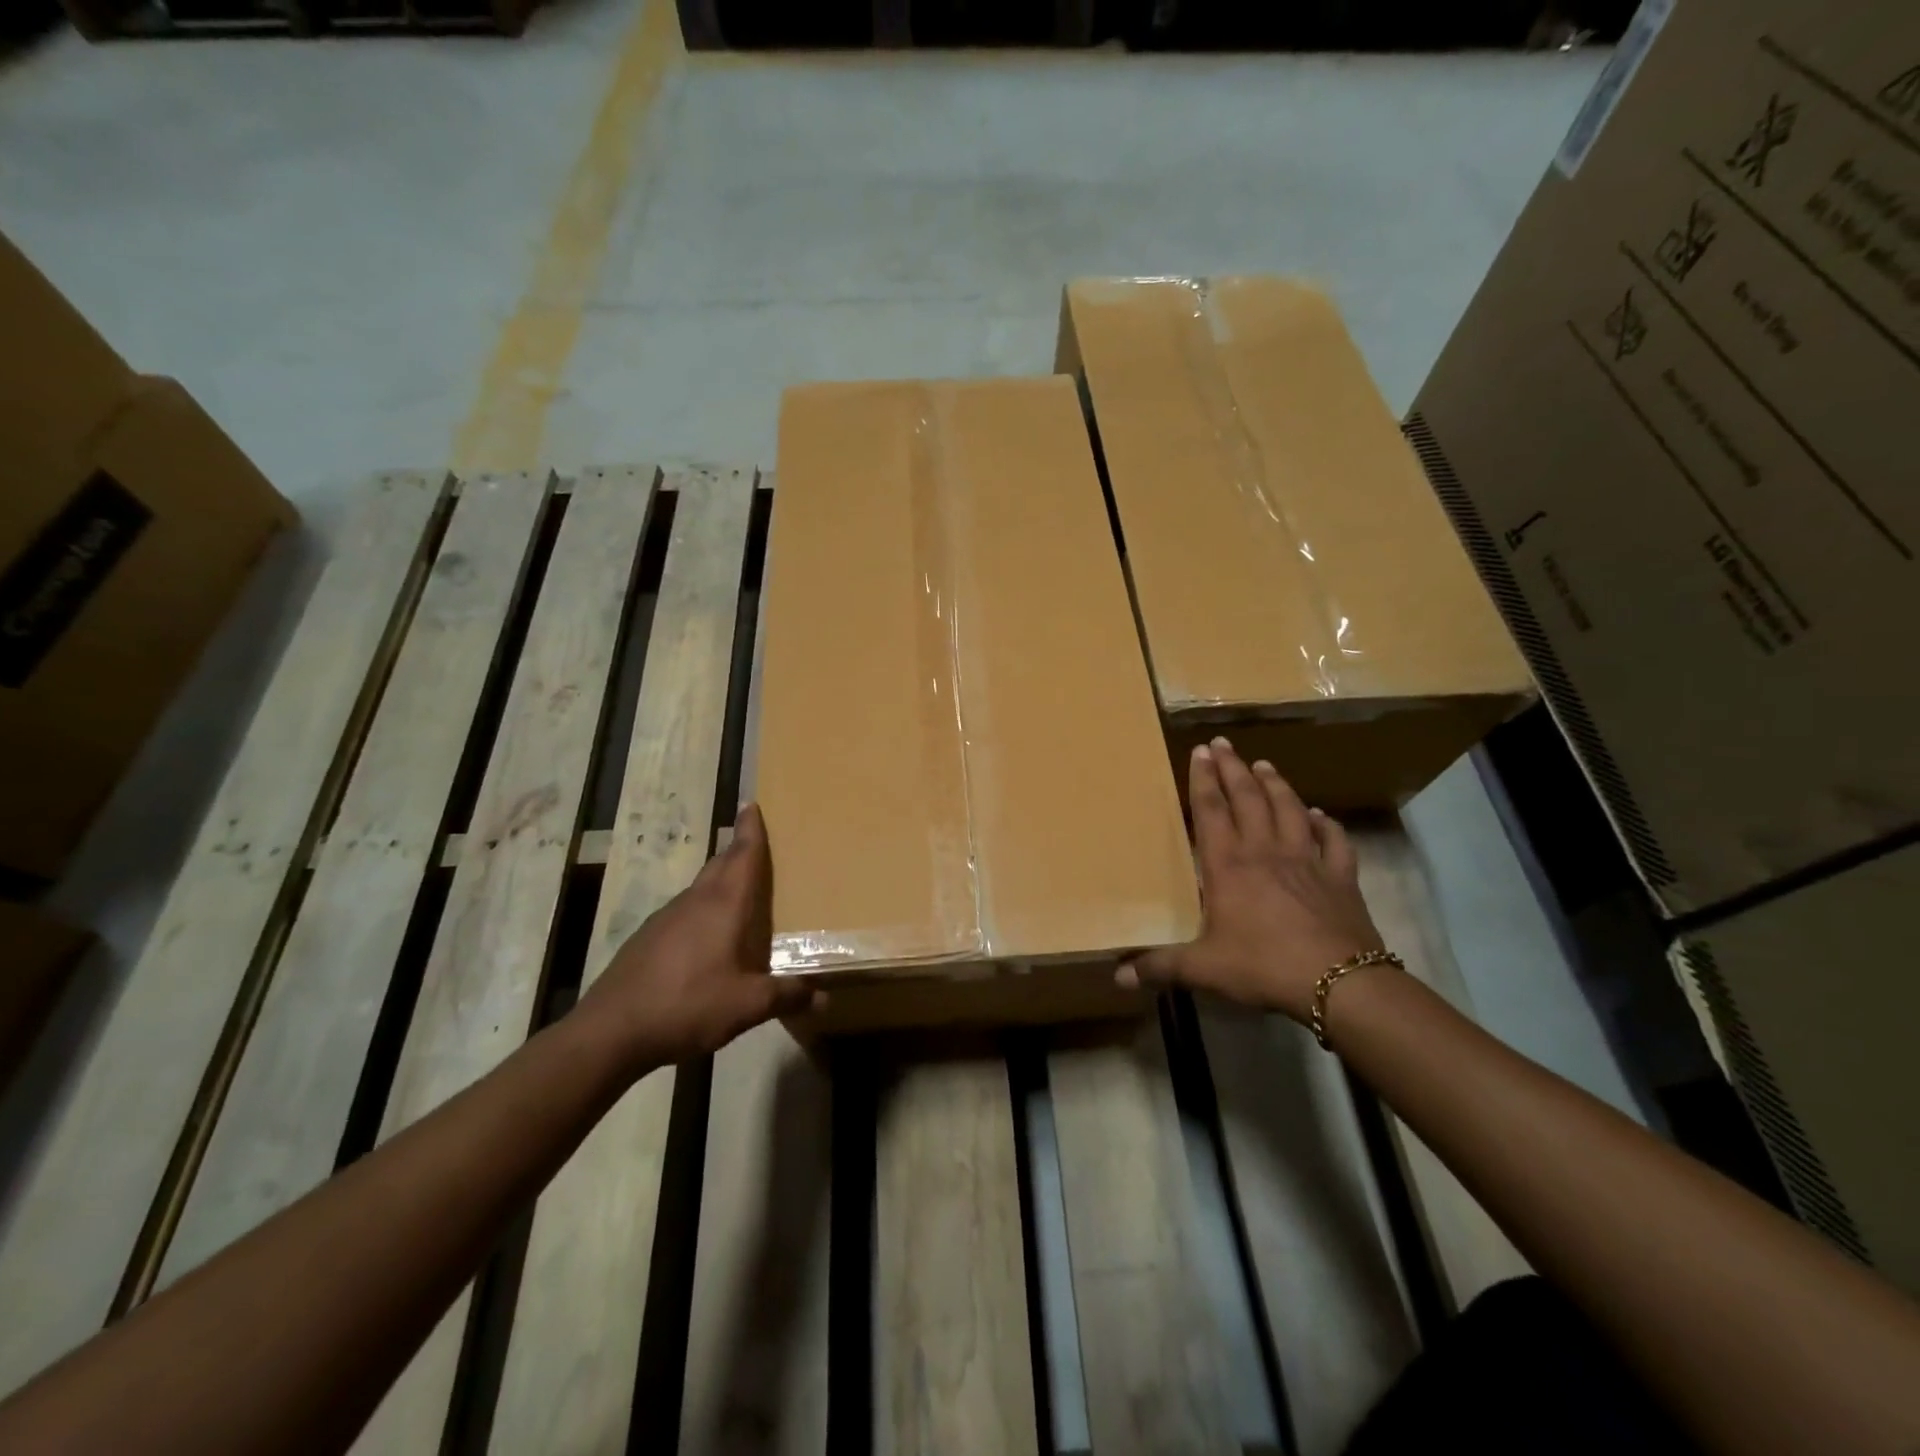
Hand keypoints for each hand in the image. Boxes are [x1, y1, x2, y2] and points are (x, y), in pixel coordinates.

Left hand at [572, 804, 812, 1073]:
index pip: (742, 854)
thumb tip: (825, 998)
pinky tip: (708, 939)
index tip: (753, 804)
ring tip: (741, 894)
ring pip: (702, 888)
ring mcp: (666, 918)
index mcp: (724, 905)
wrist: (611, 1030)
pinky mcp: (648, 938)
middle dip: (739, 850)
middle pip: (721, 864)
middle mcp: (696, 901)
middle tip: (758, 845)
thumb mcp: (747, 1005)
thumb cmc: (687, 1004)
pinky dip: (704, 910)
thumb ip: (787, 997)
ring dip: (722, 882)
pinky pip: (686, 911)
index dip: (751, 829)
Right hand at [1120, 738, 1385, 1022]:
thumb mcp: (1204, 969)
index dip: (1204, 779)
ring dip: (1275, 784)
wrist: (1340, 983)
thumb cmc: (1263, 966)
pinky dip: (1325, 823)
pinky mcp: (1340, 876)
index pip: (1212, 811)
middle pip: (1248, 798)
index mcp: (1229, 866)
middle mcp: (1266, 851)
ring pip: (1289, 809)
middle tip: (1224, 744)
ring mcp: (1307, 860)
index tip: (1200, 751)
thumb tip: (1119, 976)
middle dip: (1233, 768)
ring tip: (1264, 764)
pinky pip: (1333, 840)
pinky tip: (1319, 814)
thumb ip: (1161, 967)